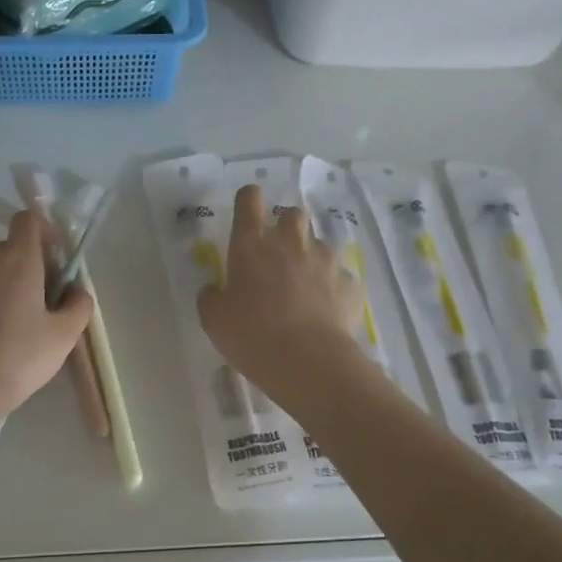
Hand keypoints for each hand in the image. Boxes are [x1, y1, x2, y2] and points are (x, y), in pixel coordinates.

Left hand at [0, 209, 92, 417]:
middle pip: (10, 247)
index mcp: (17, 259)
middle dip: (28, 264)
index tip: (55, 261)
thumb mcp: (64, 335)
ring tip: (16, 323)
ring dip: (5, 284)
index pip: (27, 219)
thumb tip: (76, 290)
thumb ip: (78, 305)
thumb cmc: (20, 356)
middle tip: (43, 300)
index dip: (44, 232)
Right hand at [198, 184, 365, 398]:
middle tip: (277, 256)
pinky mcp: (350, 283)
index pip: (250, 199)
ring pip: (319, 246)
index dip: (248, 202)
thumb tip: (213, 288)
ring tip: (303, 292)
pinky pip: (340, 278)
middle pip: (292, 214)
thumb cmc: (251, 335)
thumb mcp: (213, 320)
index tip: (247, 216)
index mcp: (252, 244)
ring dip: (310, 260)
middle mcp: (291, 242)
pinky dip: (332, 289)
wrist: (308, 362)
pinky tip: (325, 313)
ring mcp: (325, 260)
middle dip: (286, 228)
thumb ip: (210, 297)